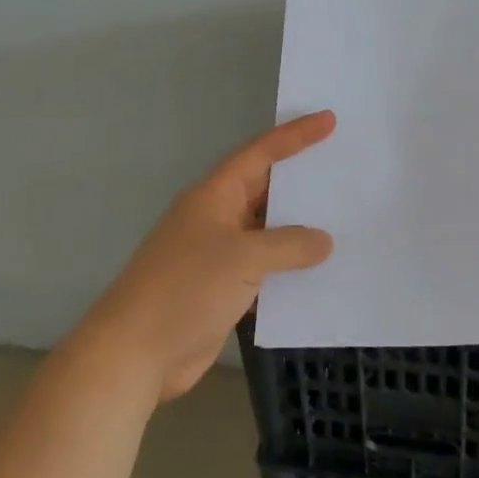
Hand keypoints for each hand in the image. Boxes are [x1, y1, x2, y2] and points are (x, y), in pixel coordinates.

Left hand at [90, 111, 335, 402]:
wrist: (133, 356)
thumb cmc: (185, 290)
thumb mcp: (243, 258)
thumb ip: (289, 245)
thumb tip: (324, 241)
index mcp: (215, 195)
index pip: (261, 153)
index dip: (296, 136)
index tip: (330, 120)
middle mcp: (217, 218)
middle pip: (266, 189)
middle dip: (302, 180)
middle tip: (344, 167)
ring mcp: (219, 255)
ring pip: (269, 231)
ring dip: (300, 228)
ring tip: (345, 218)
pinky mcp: (223, 290)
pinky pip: (266, 268)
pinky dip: (291, 267)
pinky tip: (322, 270)